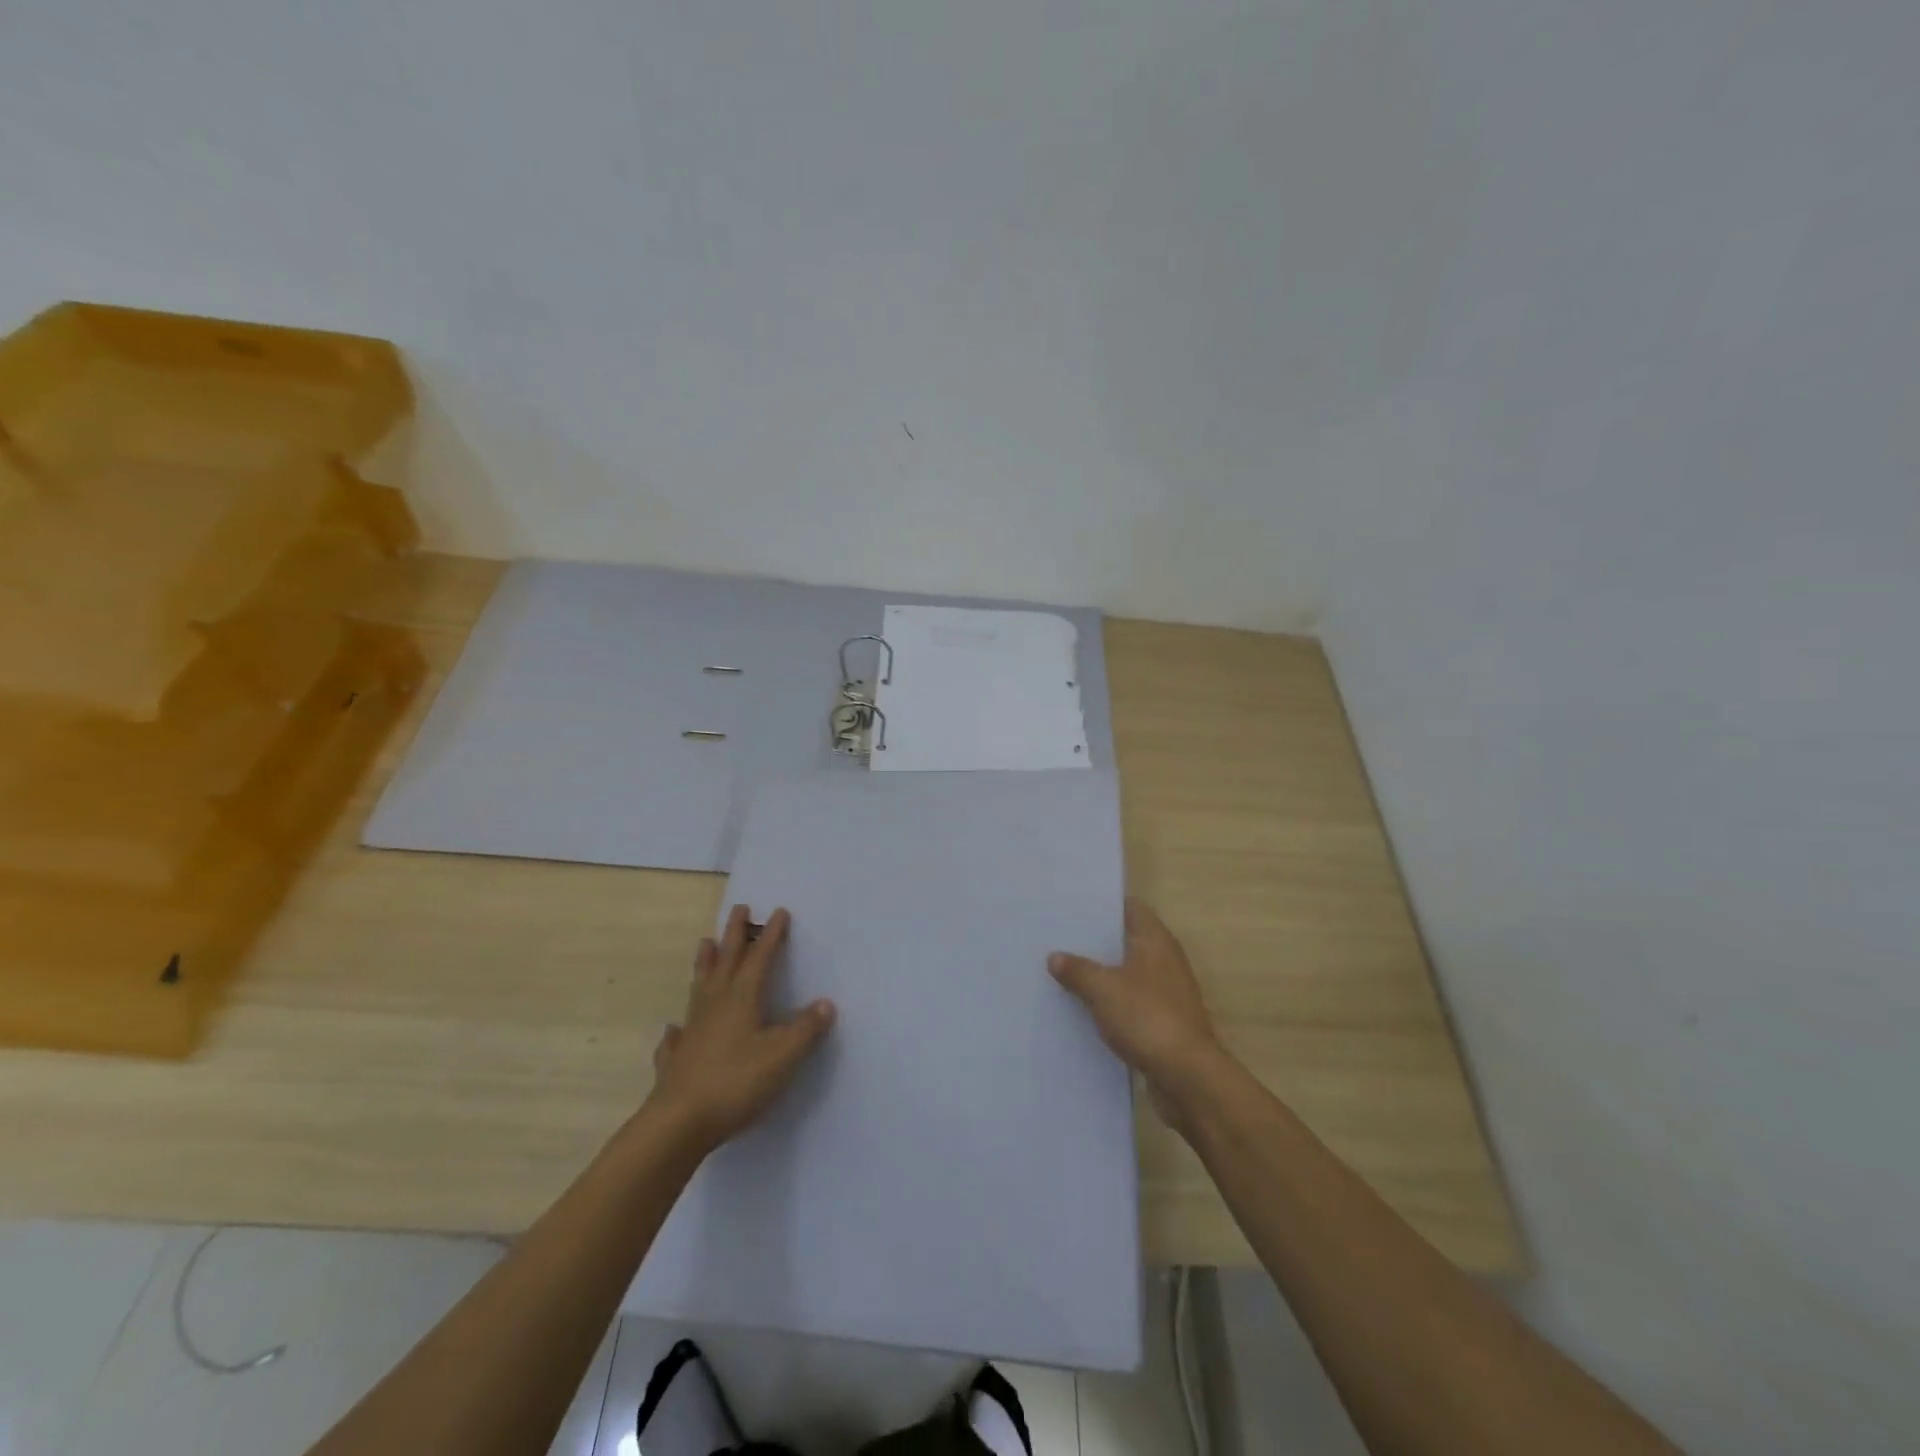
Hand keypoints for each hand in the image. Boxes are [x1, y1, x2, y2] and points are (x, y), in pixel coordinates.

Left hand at [646, 905, 834, 1151]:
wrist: (679, 1123)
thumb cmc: (736, 1082)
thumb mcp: (782, 1055)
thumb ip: (806, 1029)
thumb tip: (825, 1004)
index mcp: (742, 998)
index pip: (760, 958)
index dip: (770, 935)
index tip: (778, 911)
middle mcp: (715, 1005)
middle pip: (726, 960)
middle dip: (734, 933)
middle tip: (739, 908)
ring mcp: (692, 1030)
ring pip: (700, 986)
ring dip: (705, 963)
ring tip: (704, 943)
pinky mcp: (676, 1058)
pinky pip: (676, 1035)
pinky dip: (677, 1027)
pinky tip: (673, 1028)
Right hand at [1050, 899, 1221, 1101]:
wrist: (1187, 1076)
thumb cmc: (1147, 1018)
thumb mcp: (1103, 989)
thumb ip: (1078, 970)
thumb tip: (1055, 956)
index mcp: (1155, 941)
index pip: (1130, 907)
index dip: (1103, 904)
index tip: (1072, 905)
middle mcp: (1165, 960)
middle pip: (1127, 939)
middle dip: (1096, 940)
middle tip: (1059, 937)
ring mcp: (1166, 991)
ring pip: (1127, 972)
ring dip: (1102, 972)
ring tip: (1064, 969)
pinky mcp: (1164, 1020)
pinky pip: (1131, 1000)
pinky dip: (1111, 1000)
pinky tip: (1084, 1006)